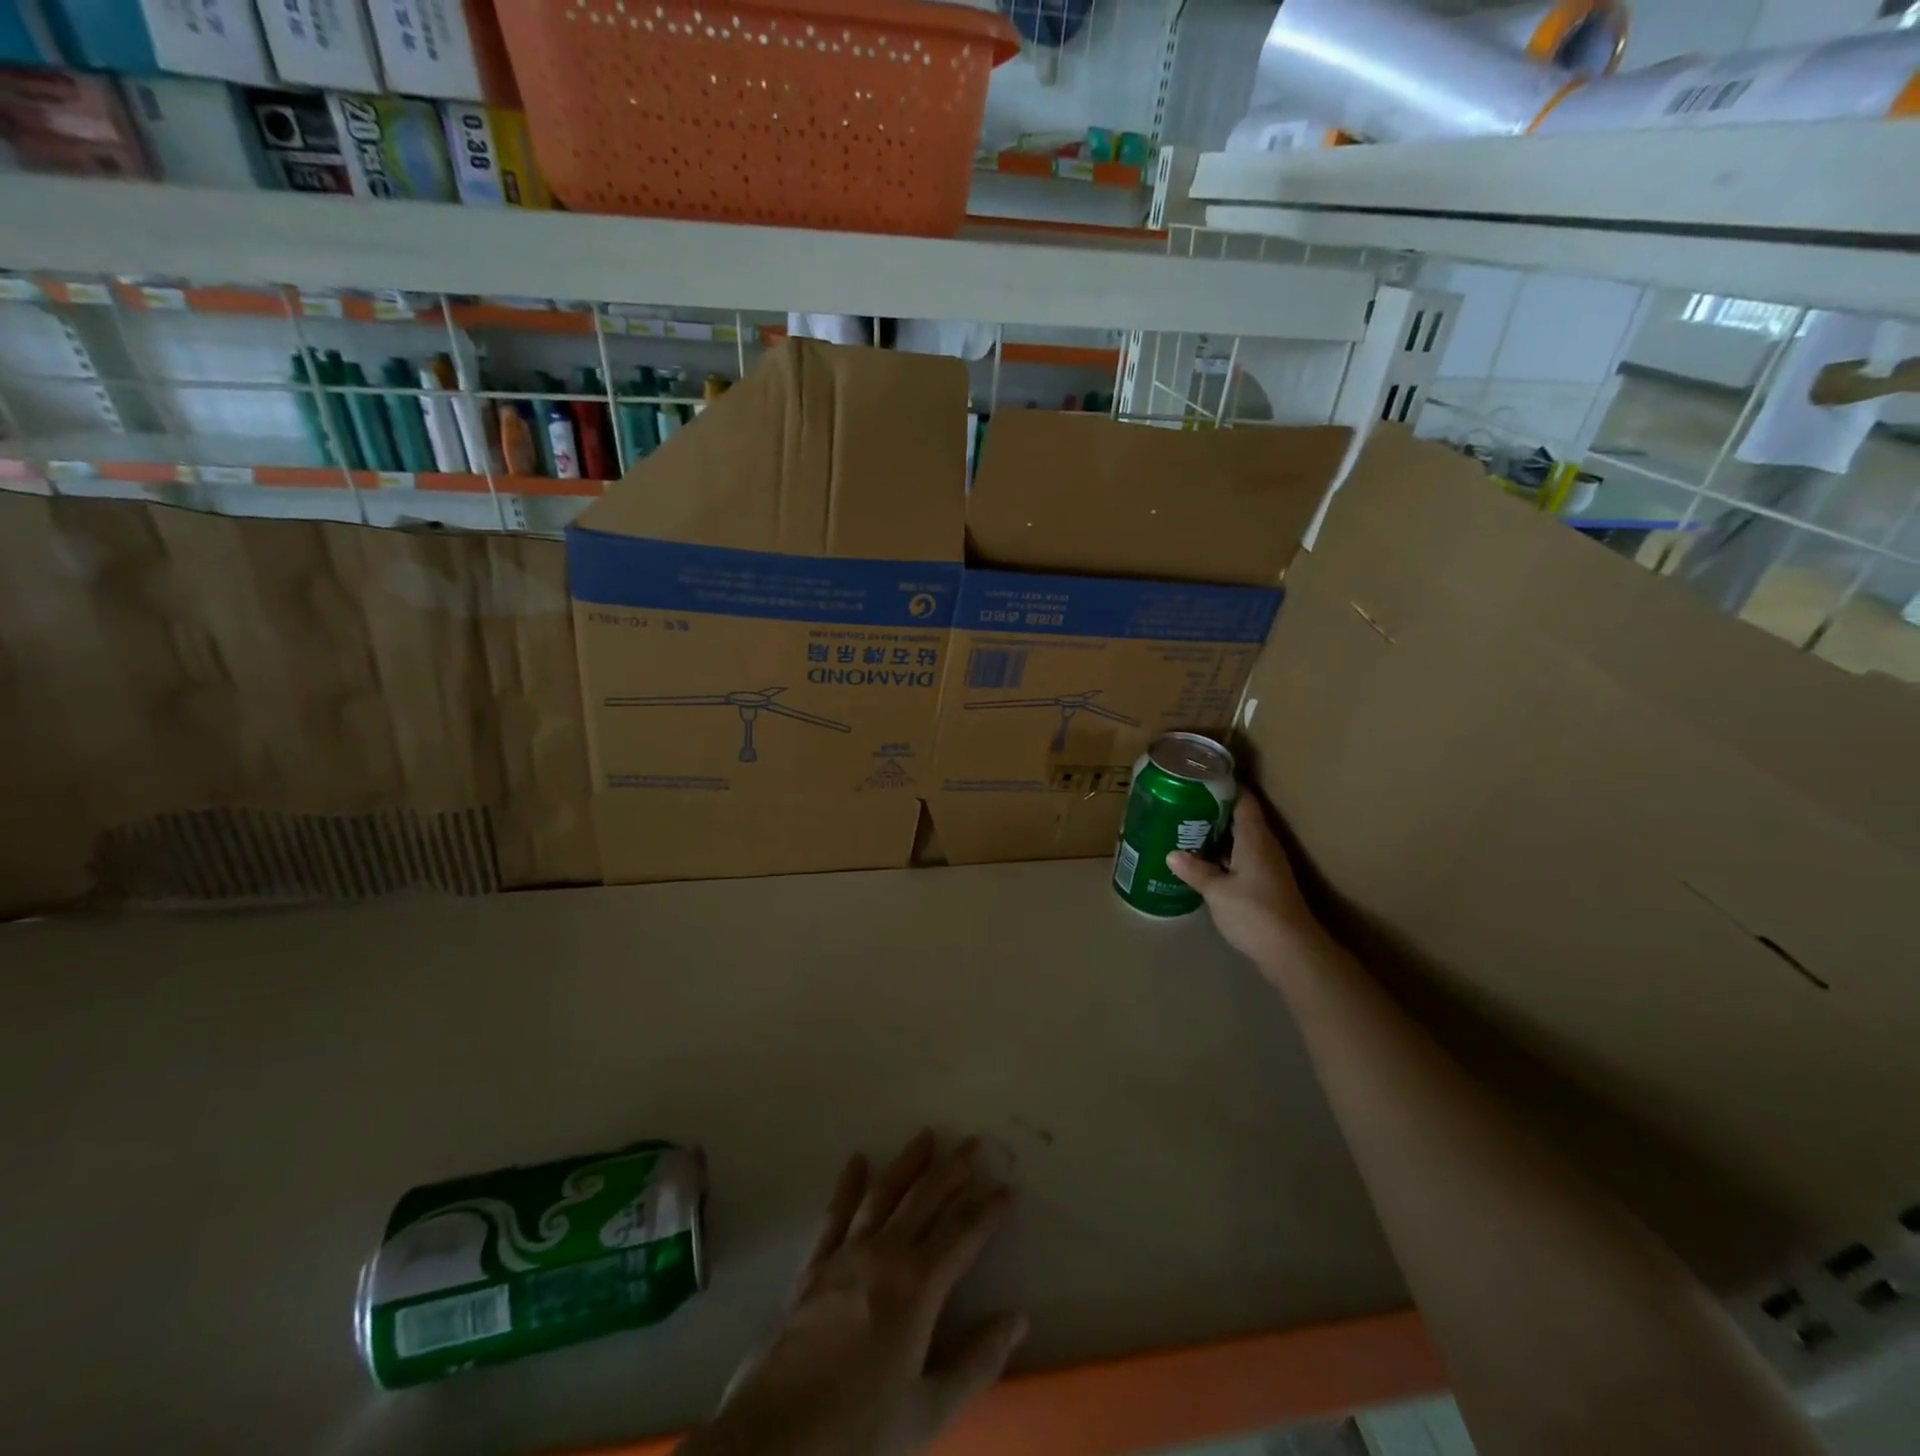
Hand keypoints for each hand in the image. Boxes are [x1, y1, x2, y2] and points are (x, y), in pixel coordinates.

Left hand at [683, 1133, 1023, 1455]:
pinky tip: (857, 1160)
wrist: (777, 1438)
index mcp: (918, 1288)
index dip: (989, 1210)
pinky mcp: (814, 1266)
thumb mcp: (928, 1412)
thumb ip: (977, 1362)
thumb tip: (1018, 1319)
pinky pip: (835, 1214)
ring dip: (907, 1163)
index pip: (963, 1235)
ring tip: (925, 1136)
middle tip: (972, 1143)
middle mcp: (885, 1255)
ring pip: (884, 1194)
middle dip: (953, 1169)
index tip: (1009, 1187)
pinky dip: (848, 1184)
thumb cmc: (859, 1432)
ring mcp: (846, 1255)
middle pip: (925, 1199)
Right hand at [1168, 794, 1340, 981]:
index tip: (1197, 780)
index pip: (1243, 798)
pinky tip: (1201, 862)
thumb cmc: (1254, 911)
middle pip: (1239, 817)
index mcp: (1254, 837)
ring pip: (1238, 839)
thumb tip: (1172, 854)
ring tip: (1185, 830)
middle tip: (1181, 805)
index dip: (1222, 786)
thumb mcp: (1217, 890)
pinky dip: (1222, 856)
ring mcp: (1267, 865)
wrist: (1291, 951)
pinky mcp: (1265, 884)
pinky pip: (1240, 859)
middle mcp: (1264, 845)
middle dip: (1212, 810)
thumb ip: (1195, 870)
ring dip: (1215, 835)